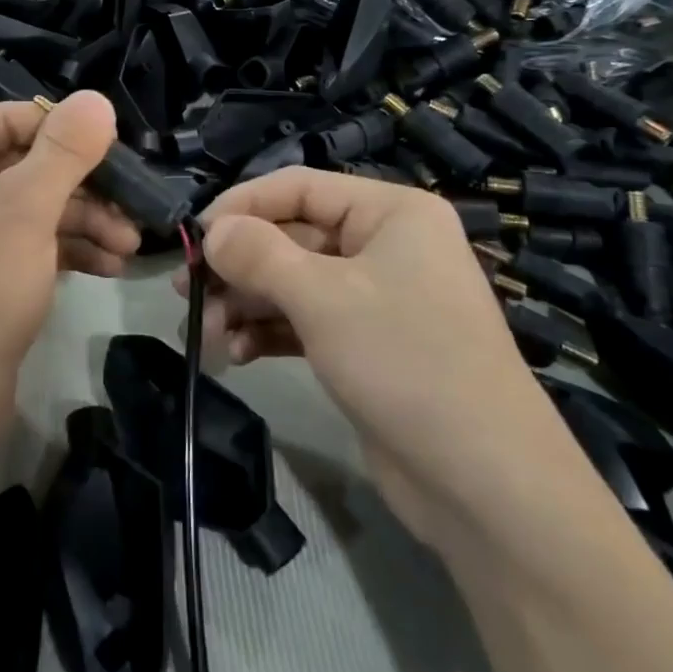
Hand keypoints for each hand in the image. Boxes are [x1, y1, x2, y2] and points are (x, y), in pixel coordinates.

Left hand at [0, 93, 139, 464]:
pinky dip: (65, 250)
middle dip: (84, 189)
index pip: (9, 121)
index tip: (118, 151)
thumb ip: (65, 150)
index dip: (65, 132)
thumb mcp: (26, 208)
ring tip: (129, 246)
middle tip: (134, 207)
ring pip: (31, 208)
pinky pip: (25, 243)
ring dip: (83, 222)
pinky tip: (109, 268)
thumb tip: (97, 98)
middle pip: (24, 166)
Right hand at [187, 167, 556, 519]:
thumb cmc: (404, 362)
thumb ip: (258, 255)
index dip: (242, 205)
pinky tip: (237, 355)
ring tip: (208, 335)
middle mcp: (385, 246)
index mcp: (391, 213)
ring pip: (293, 283)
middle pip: (292, 237)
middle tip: (189, 294)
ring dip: (247, 304)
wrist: (484, 484)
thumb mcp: (322, 298)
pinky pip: (305, 322)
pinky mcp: (366, 346)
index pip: (299, 187)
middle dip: (239, 266)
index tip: (193, 236)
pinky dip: (269, 333)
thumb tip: (211, 230)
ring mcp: (377, 299)